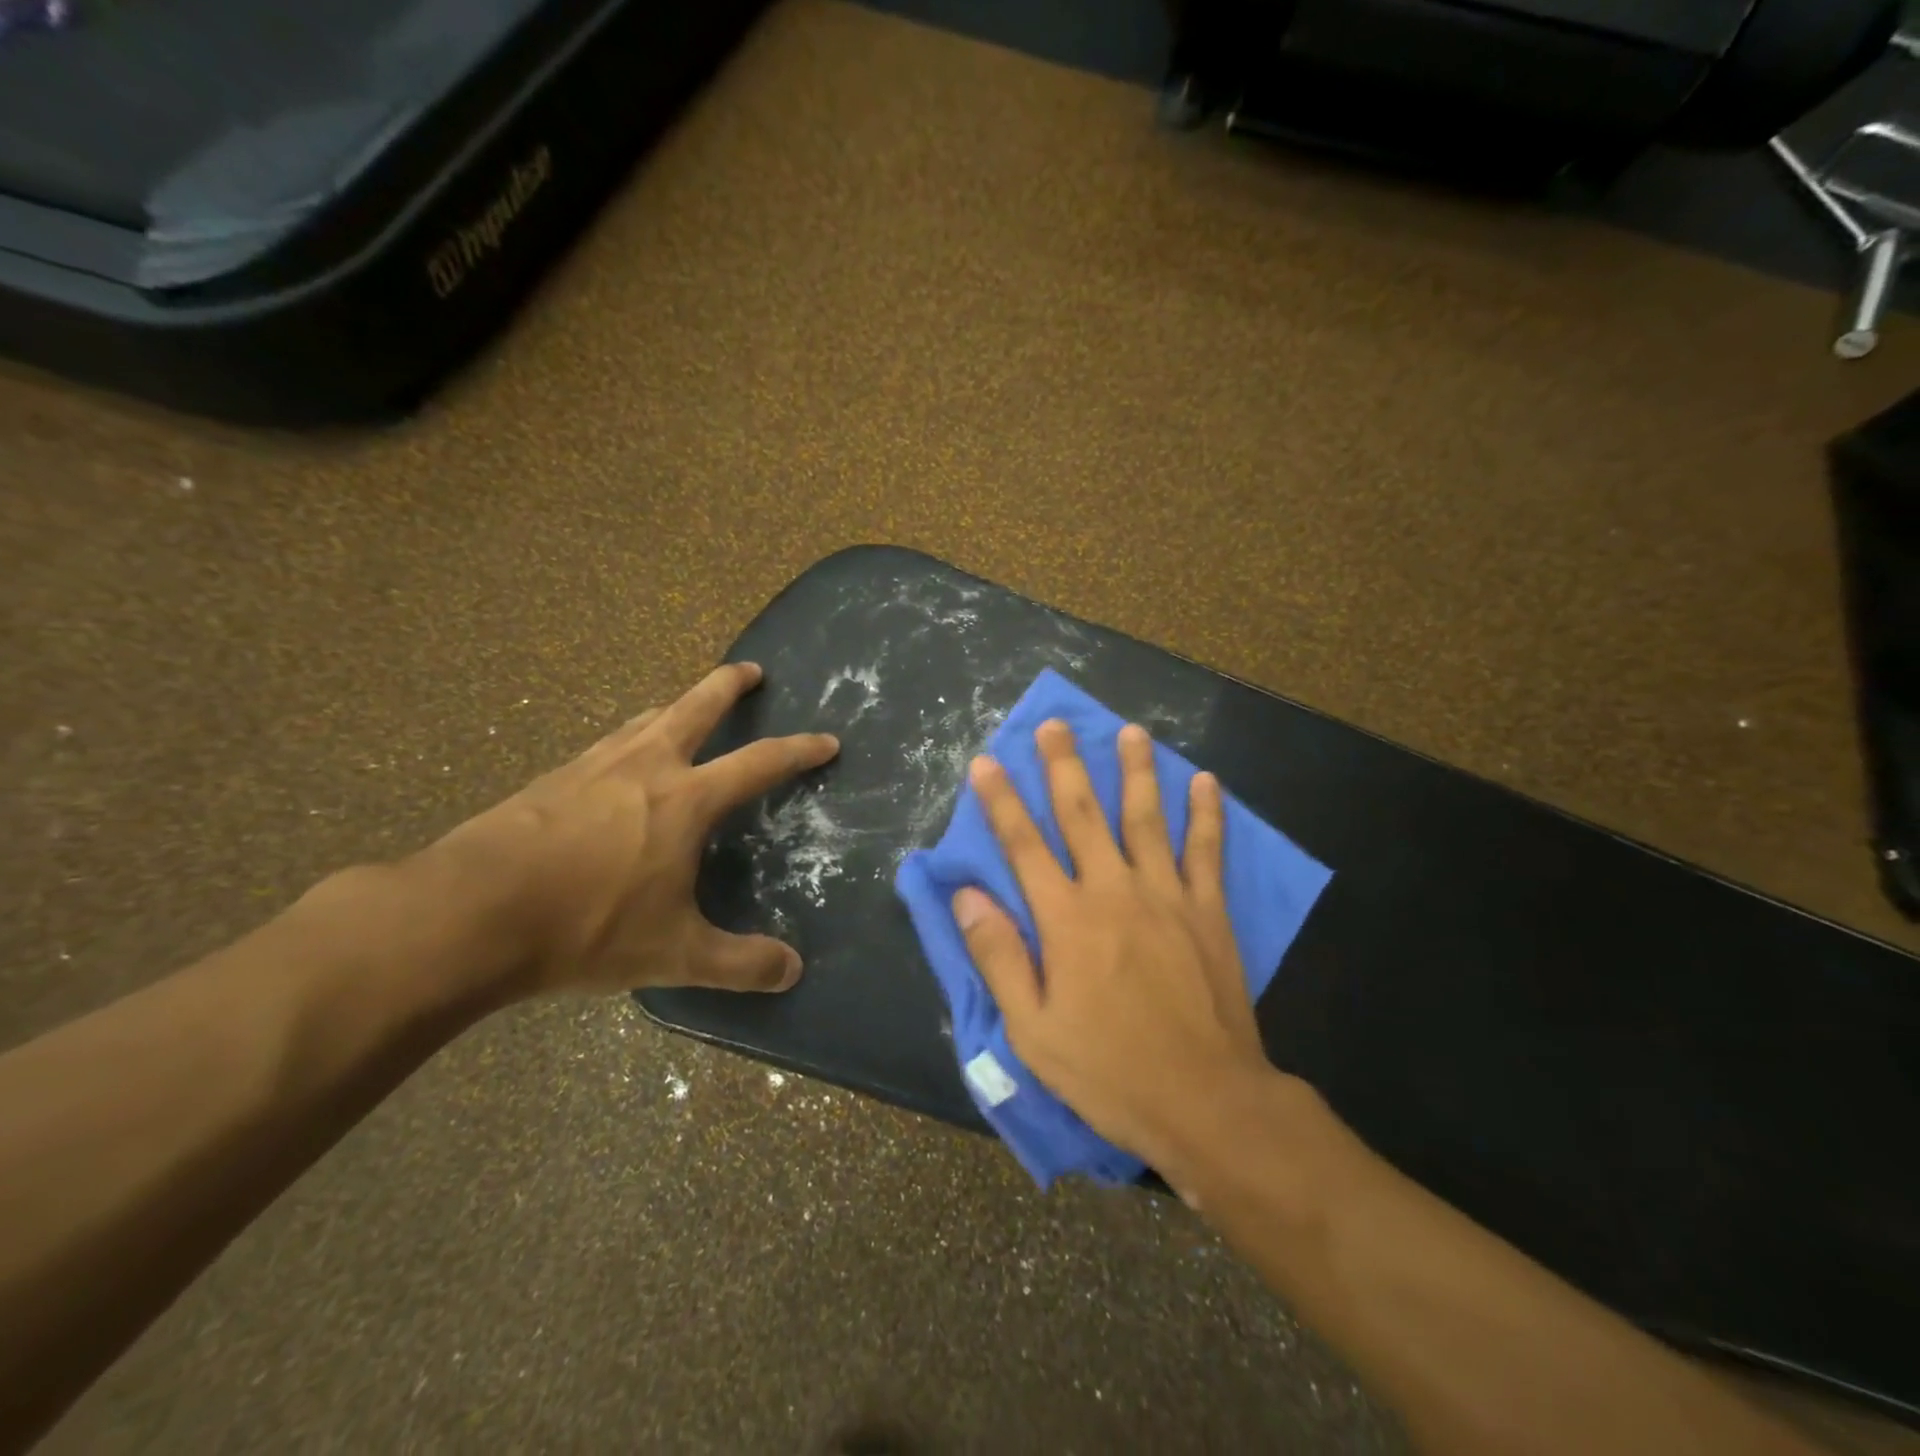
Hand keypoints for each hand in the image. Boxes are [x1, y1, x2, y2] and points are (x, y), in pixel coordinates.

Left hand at [426, 663, 837, 997]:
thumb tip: (793, 970)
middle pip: (696, 707)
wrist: (467, 914)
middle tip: (750, 669)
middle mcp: (645, 767)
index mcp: (685, 800)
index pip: (759, 763)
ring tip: (685, 708)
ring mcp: (592, 766)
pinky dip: (629, 738)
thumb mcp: (673, 954)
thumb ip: (739, 963)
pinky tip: (618, 760)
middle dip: (729, 685)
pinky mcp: (550, 780)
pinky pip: (606, 745)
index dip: (799, 750)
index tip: (827, 740)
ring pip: (646, 720)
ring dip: (676, 707)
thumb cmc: (585, 927)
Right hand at [953, 720, 1272, 1175]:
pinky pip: (1206, 851)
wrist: (1206, 1100)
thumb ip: (999, 956)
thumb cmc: (1109, 1069)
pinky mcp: (1208, 911)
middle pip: (1083, 814)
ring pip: (1146, 818)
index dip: (1001, 801)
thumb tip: (968, 896)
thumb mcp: (1032, 1028)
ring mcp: (1166, 895)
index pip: (1023, 845)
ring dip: (1135, 771)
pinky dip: (1206, 814)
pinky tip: (1205, 780)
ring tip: (1129, 730)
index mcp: (1066, 919)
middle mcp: (1114, 891)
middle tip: (1054, 724)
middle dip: (1064, 766)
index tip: (985, 762)